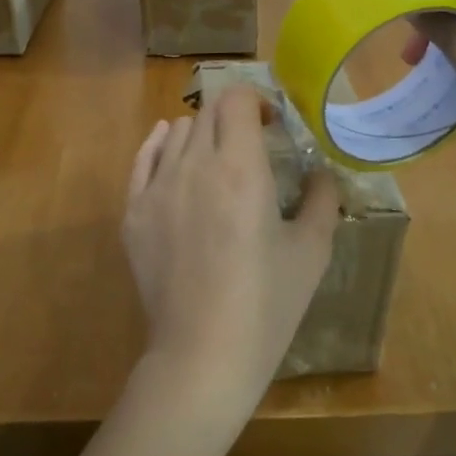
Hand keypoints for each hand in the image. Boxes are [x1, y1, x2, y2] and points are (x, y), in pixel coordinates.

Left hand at [122, 86, 340, 422]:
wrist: (202, 355)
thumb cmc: (267, 304)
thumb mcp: (311, 251)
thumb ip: (322, 199)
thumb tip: (321, 172)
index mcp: (241, 168)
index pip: (237, 99)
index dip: (257, 101)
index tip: (272, 126)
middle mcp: (194, 165)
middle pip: (207, 111)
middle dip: (233, 117)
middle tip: (252, 145)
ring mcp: (157, 188)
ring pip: (175, 132)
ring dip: (201, 133)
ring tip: (217, 160)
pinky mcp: (133, 213)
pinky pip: (142, 159)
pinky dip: (159, 146)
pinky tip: (171, 151)